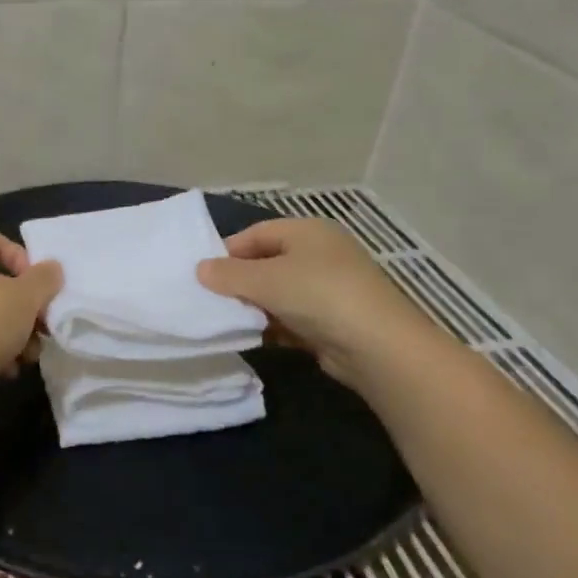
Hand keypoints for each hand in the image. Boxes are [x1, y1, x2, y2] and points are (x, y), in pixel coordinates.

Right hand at [197, 218, 429, 388]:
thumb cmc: (318, 295)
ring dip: (253, 307)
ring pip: (277, 293)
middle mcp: (319, 254)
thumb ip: (228, 274)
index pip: (256, 234)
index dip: (227, 251)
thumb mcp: (265, 280)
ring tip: (226, 321)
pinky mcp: (330, 320)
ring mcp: (327, 289)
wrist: (377, 345)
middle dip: (238, 282)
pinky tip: (253, 338)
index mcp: (307, 231)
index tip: (202, 275)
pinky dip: (271, 326)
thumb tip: (200, 269)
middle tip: (210, 300)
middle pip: (266, 263)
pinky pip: (290, 318)